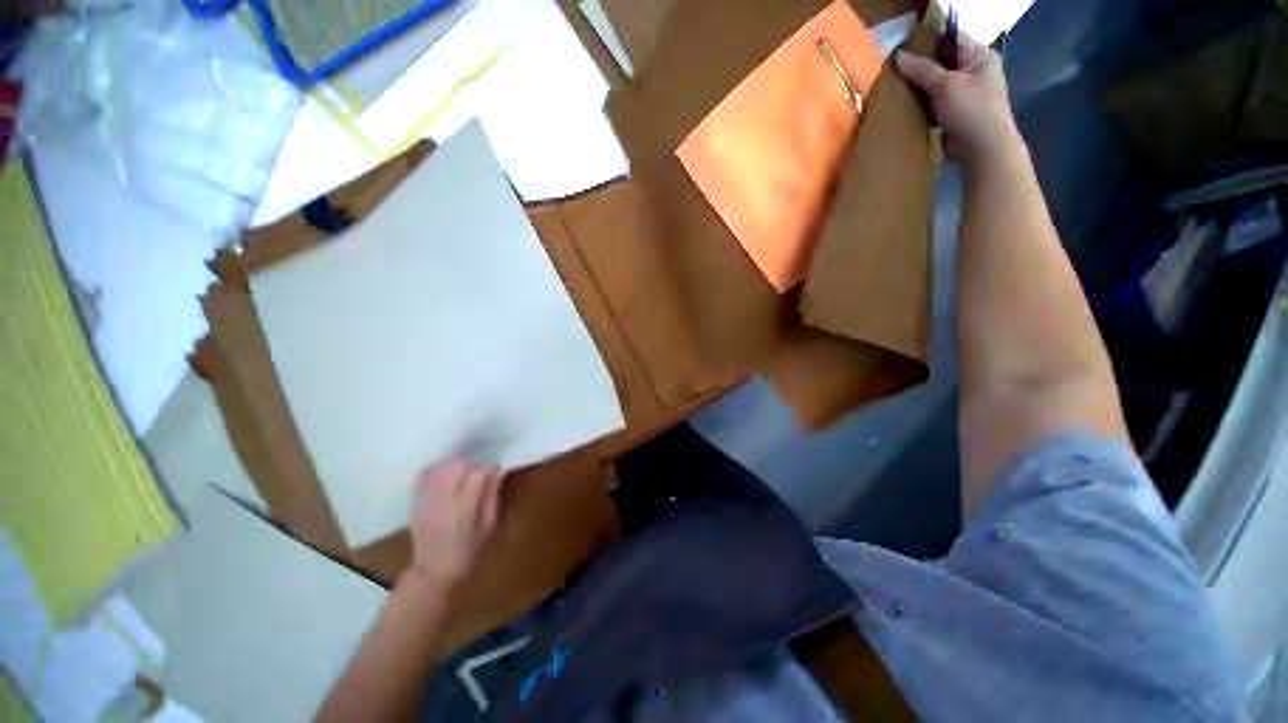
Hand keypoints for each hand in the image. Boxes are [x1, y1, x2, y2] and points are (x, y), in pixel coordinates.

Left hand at [406, 459, 504, 588]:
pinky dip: (436, 470)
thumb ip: (492, 497)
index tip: (497, 472)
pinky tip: (445, 475)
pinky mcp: (416, 501)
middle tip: (481, 472)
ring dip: (456, 465)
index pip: (478, 475)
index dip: (490, 468)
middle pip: (457, 466)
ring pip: (441, 468)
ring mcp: (426, 499)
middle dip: (473, 463)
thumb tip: (499, 473)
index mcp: (463, 509)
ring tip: (465, 474)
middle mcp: (442, 500)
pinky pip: (423, 475)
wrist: (432, 571)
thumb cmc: (467, 551)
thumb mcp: (488, 527)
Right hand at [894, 36, 1019, 170]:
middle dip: (920, 65)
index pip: (952, 38)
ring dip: (918, 86)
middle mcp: (974, 71)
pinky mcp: (954, 112)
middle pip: (942, 61)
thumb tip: (898, 55)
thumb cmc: (971, 111)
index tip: (905, 44)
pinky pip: (934, 101)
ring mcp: (964, 93)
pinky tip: (906, 105)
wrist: (982, 149)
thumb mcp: (946, 85)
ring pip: (936, 83)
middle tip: (895, 67)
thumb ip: (922, 70)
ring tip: (896, 86)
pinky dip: (921, 103)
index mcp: (979, 56)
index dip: (930, 38)